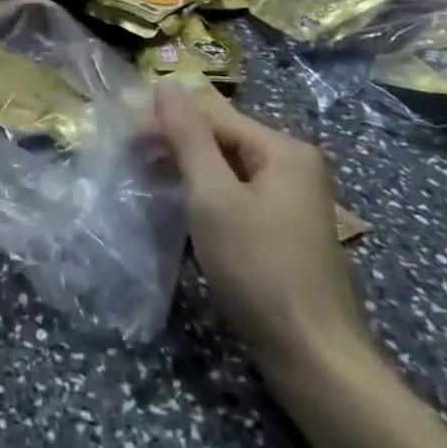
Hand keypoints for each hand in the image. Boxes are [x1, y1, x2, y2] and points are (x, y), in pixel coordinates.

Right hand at [154, 82, 370, 372]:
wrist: (317, 363)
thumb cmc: (259, 269)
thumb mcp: (213, 197)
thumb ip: (188, 136)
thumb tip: (166, 84)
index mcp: (284, 149)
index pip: (213, 116)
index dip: (168, 124)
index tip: (129, 143)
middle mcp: (295, 166)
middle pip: (223, 140)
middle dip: (178, 148)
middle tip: (136, 164)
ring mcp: (296, 202)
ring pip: (230, 170)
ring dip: (191, 174)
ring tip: (154, 186)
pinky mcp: (289, 233)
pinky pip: (241, 197)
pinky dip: (211, 199)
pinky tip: (189, 215)